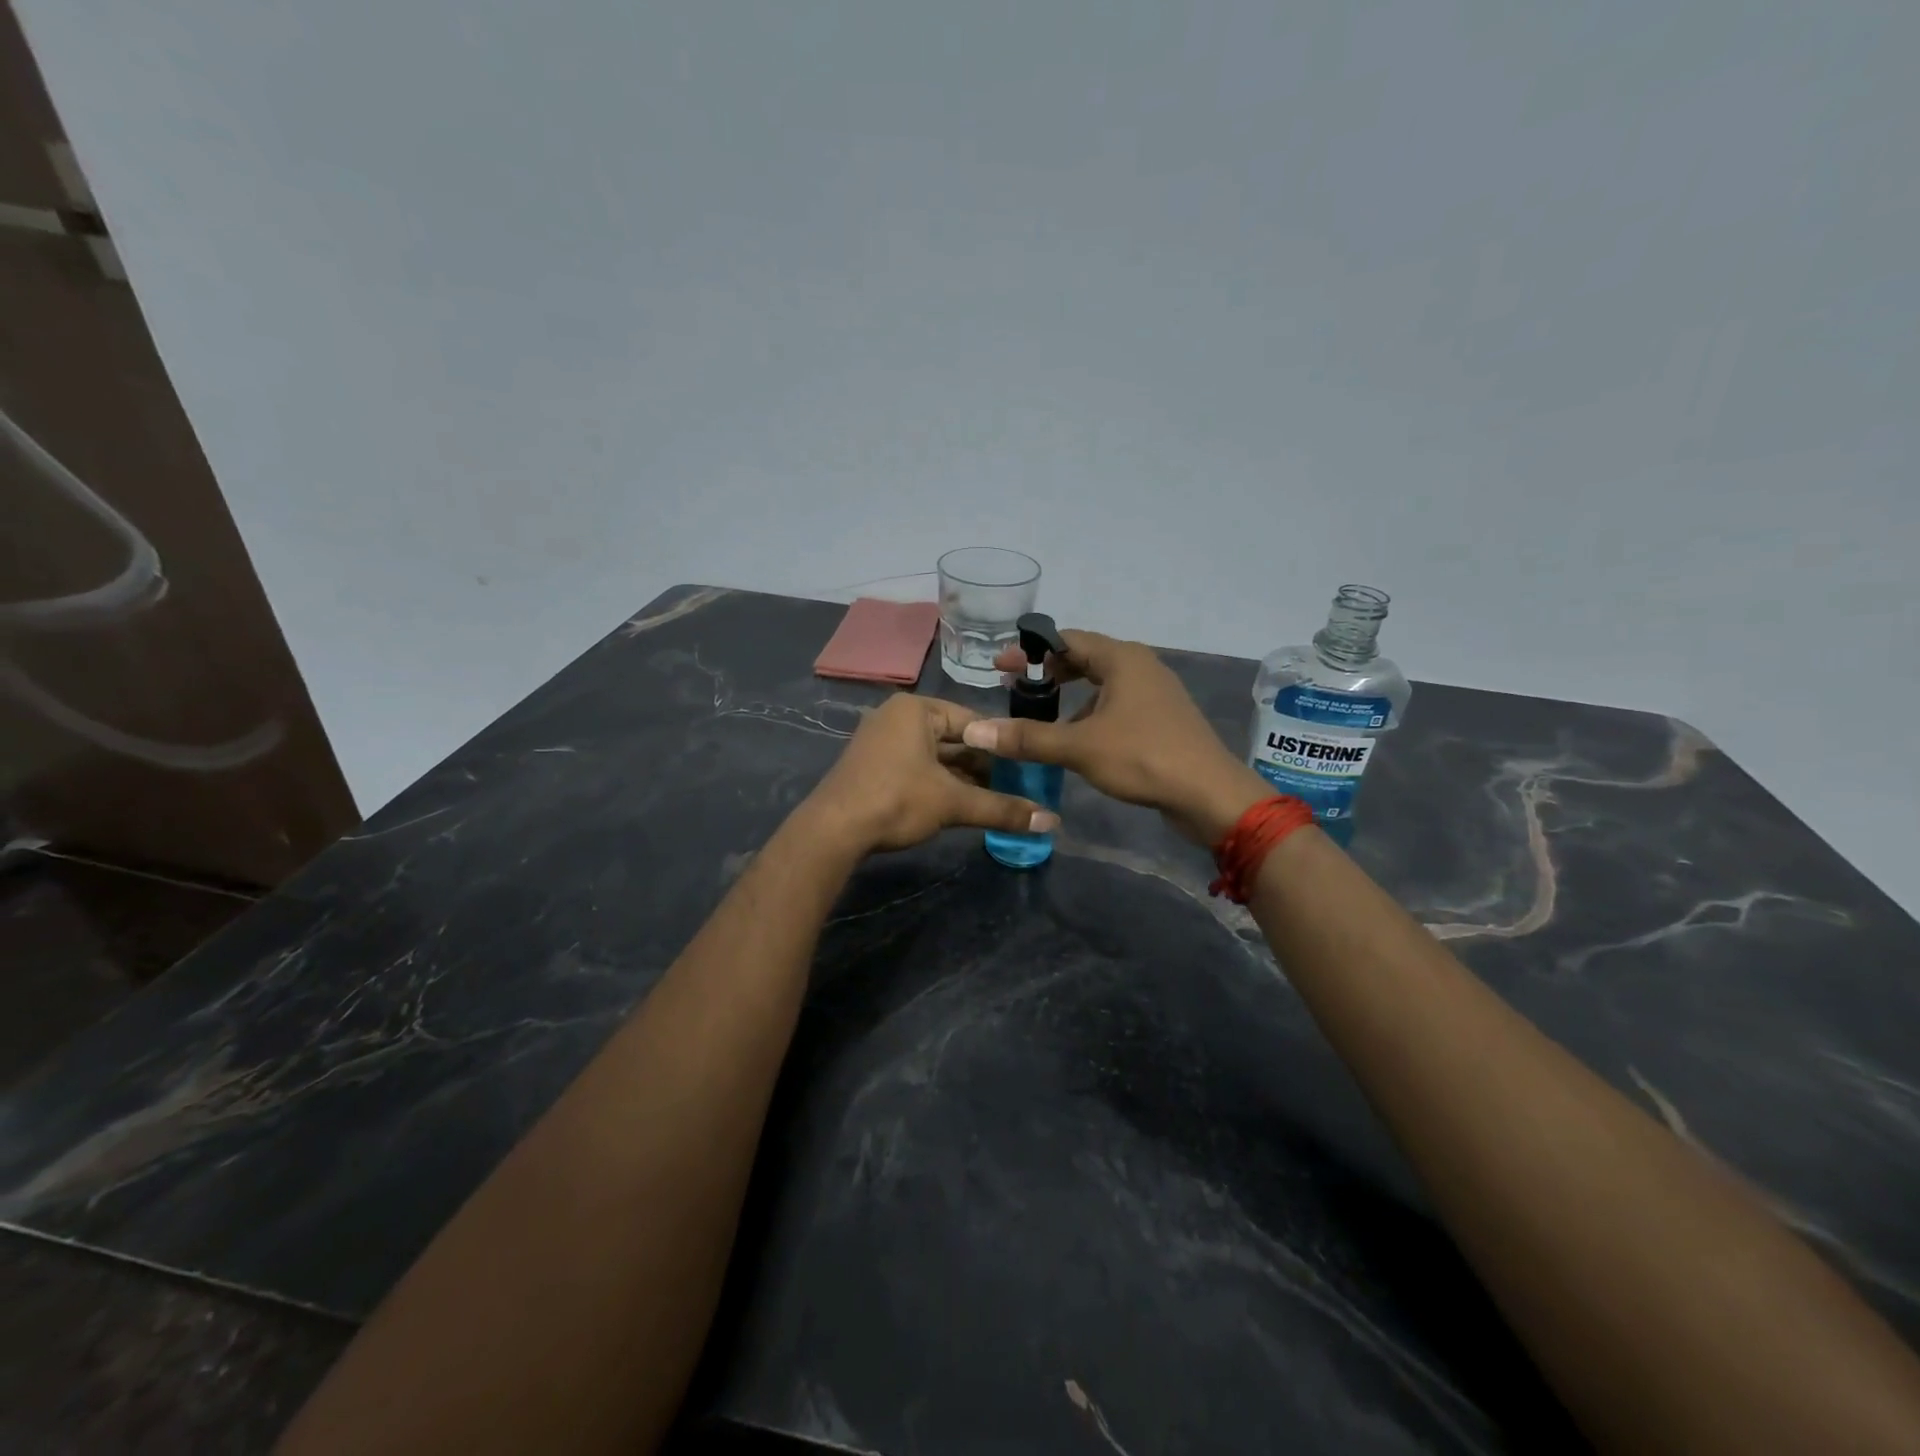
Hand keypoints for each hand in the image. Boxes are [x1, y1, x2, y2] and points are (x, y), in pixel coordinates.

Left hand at [801, 694, 1059, 855]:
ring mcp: (882, 741)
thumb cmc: (896, 800)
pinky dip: (940, 785)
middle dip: (984, 766)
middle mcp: (897, 717)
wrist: (833, 831)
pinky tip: (962, 805)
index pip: (973, 721)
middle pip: (954, 739)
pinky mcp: (874, 766)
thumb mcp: (953, 803)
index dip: (1002, 746)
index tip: (1027, 768)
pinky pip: (918, 768)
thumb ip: (1002, 809)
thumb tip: (1052, 822)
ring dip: (964, 779)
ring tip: (996, 800)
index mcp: (916, 709)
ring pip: (936, 757)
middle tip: (1016, 788)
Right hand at [970, 630, 1268, 844]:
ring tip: (1040, 713)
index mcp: (1122, 659)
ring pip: (1102, 683)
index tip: (1000, 666)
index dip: (1030, 651)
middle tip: (1014, 687)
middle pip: (1085, 658)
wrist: (1209, 794)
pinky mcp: (1161, 718)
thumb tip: (974, 731)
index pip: (1066, 640)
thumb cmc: (1143, 757)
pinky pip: (1116, 704)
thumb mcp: (1079, 747)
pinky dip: (1090, 711)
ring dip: (1070, 694)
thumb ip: (1027, 738)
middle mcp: (1140, 666)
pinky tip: (1077, 737)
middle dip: (1048, 672)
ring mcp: (1154, 692)